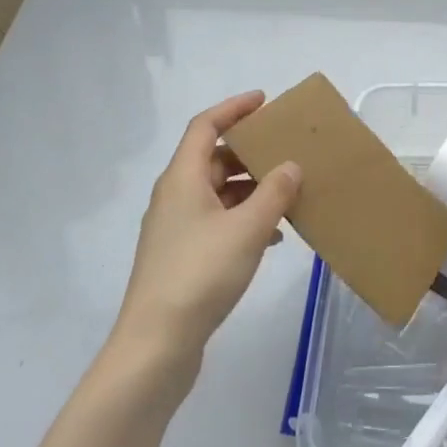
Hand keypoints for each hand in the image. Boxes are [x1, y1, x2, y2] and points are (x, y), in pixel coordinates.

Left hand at [113, 91, 301, 372]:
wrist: (156, 346)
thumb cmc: (200, 274)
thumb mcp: (248, 228)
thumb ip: (274, 192)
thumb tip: (290, 166)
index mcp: (182, 179)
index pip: (205, 126)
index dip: (233, 108)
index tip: (264, 101)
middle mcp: (175, 197)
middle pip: (212, 158)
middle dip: (249, 152)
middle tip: (286, 149)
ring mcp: (176, 229)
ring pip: (218, 193)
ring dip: (251, 188)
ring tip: (288, 193)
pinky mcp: (182, 258)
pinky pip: (218, 222)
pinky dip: (245, 219)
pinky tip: (273, 236)